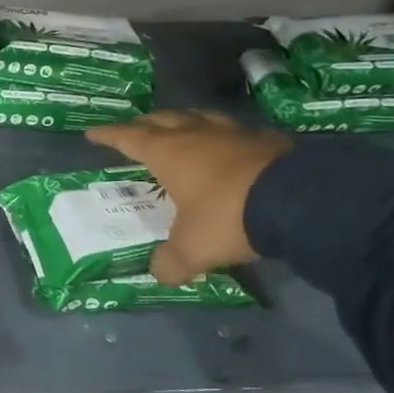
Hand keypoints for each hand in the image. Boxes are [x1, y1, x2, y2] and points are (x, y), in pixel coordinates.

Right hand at [87, 112, 291, 285]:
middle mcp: (197, 136)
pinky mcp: (269, 141)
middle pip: (164, 119)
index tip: (92, 133)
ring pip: (201, 118)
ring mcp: (235, 134)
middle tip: (136, 129)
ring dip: (185, 122)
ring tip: (180, 130)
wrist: (301, 201)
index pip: (129, 138)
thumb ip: (171, 262)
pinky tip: (228, 148)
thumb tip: (160, 275)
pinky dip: (223, 138)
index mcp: (168, 153)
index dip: (109, 136)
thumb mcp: (191, 249)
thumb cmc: (227, 217)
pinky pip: (236, 132)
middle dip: (146, 124)